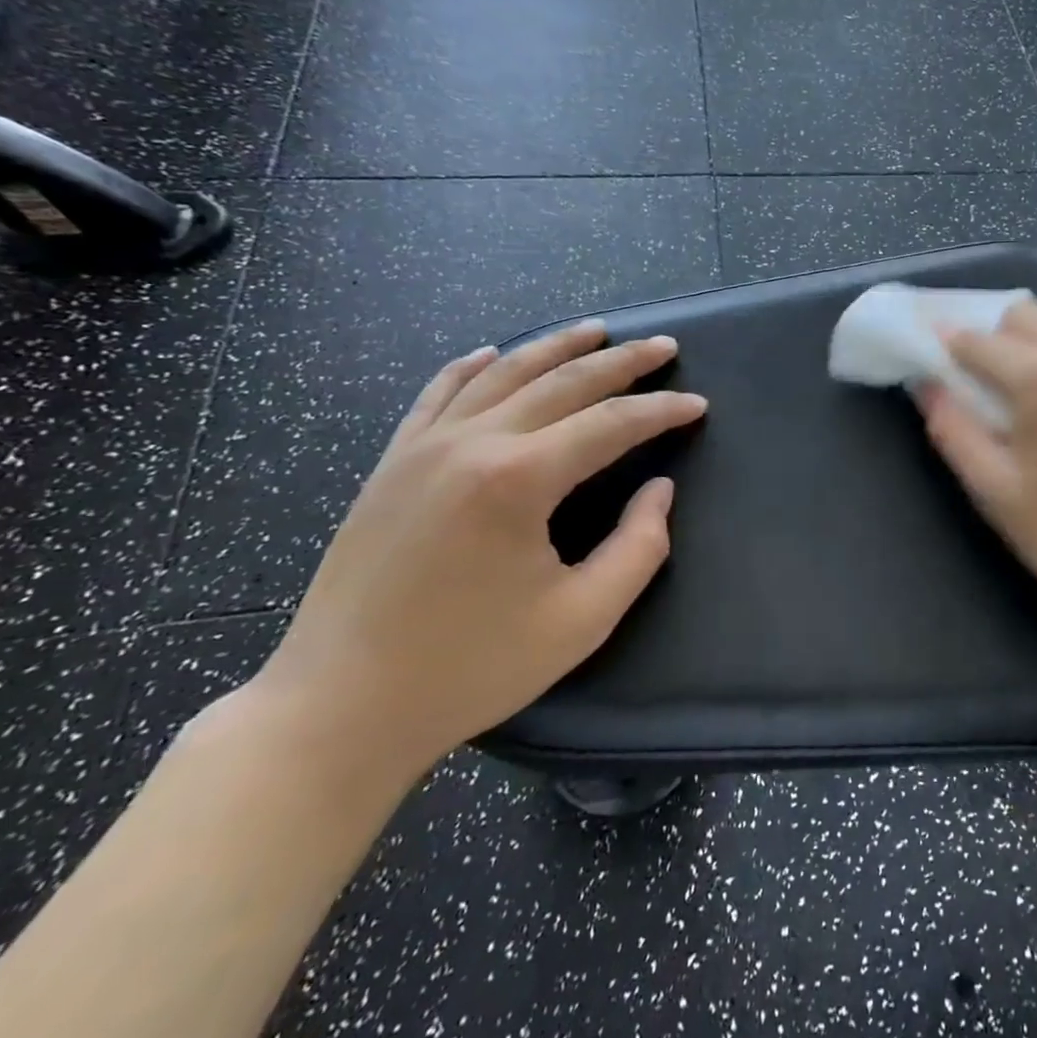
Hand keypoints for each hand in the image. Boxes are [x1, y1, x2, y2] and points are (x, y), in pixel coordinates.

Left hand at [246, 323, 706, 789]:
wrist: (338, 707)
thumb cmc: (470, 668)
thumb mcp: (581, 620)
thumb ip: (638, 548)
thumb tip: (659, 490)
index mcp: (519, 479)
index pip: (611, 424)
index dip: (661, 411)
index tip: (698, 404)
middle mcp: (472, 443)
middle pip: (562, 381)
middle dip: (622, 360)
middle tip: (664, 346)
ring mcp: (423, 446)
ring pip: (502, 373)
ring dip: (556, 347)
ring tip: (596, 330)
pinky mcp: (391, 463)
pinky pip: (438, 393)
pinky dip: (472, 366)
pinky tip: (492, 353)